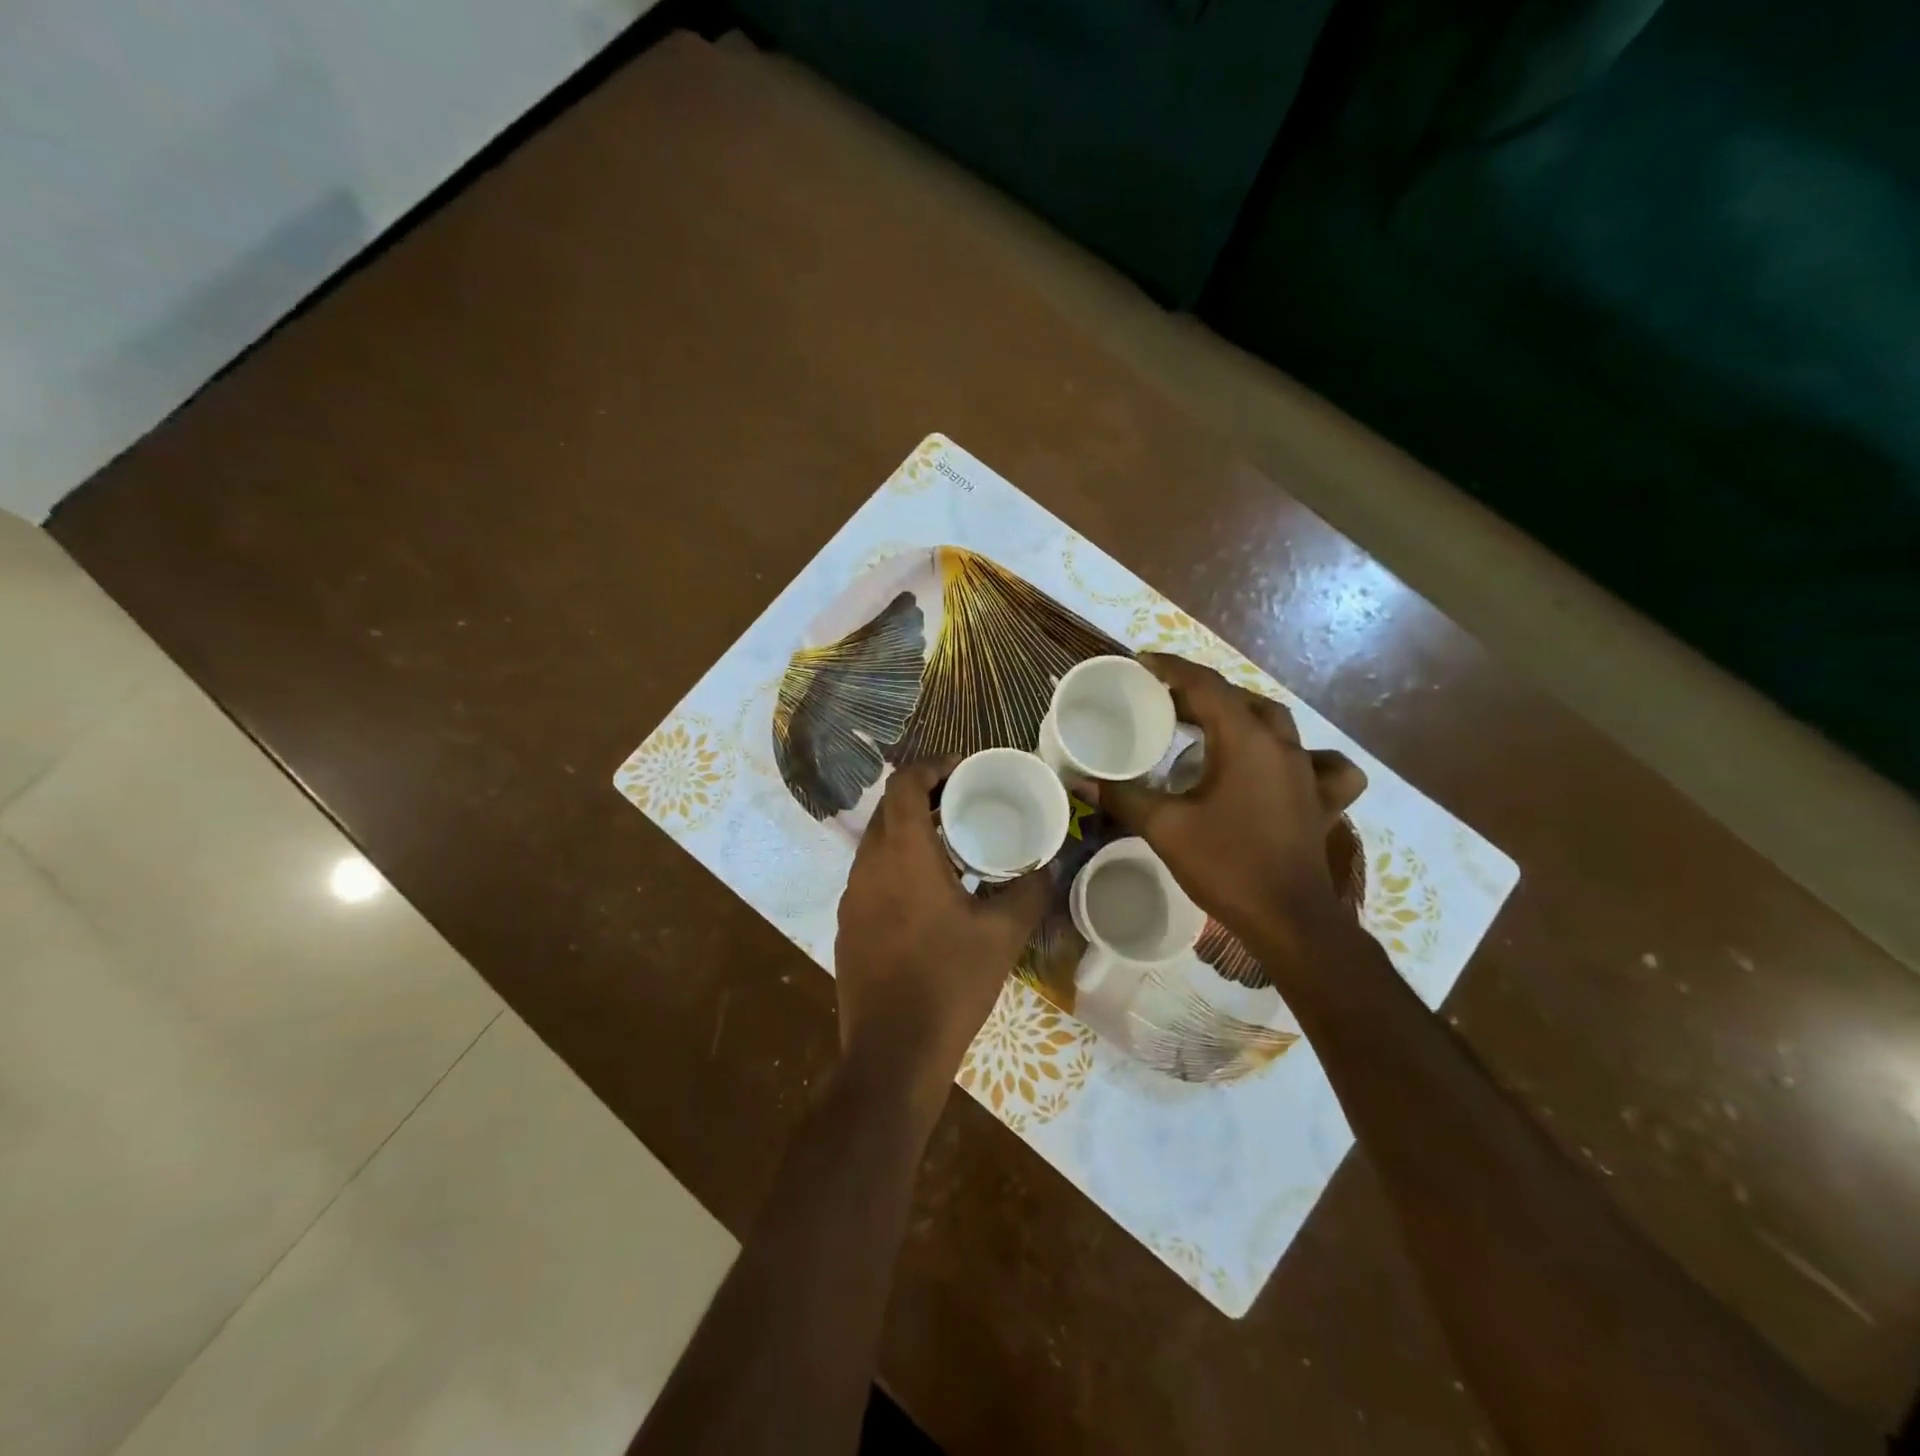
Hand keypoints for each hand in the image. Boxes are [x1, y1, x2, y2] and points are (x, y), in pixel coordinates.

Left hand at [834, 758, 1049, 1125]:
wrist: (893, 1054)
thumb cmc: (950, 983)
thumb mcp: (1002, 935)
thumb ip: (1030, 890)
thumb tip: (1051, 863)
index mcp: (903, 853)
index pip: (904, 783)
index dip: (932, 766)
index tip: (963, 771)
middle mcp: (868, 864)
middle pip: (889, 808)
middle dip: (925, 797)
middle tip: (964, 804)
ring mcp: (851, 896)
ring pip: (877, 842)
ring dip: (910, 832)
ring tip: (951, 845)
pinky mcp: (847, 924)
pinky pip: (871, 874)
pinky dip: (897, 864)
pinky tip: (928, 894)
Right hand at [1084, 654, 1366, 955]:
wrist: (1287, 919)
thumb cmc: (1226, 866)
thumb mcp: (1165, 828)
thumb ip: (1122, 796)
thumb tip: (1079, 779)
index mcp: (1245, 740)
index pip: (1205, 686)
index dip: (1171, 668)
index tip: (1142, 662)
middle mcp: (1281, 745)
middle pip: (1239, 700)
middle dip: (1199, 693)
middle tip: (1162, 703)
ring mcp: (1307, 771)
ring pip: (1275, 723)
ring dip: (1240, 714)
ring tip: (1208, 726)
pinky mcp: (1321, 799)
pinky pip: (1320, 762)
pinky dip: (1300, 754)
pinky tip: (1284, 765)